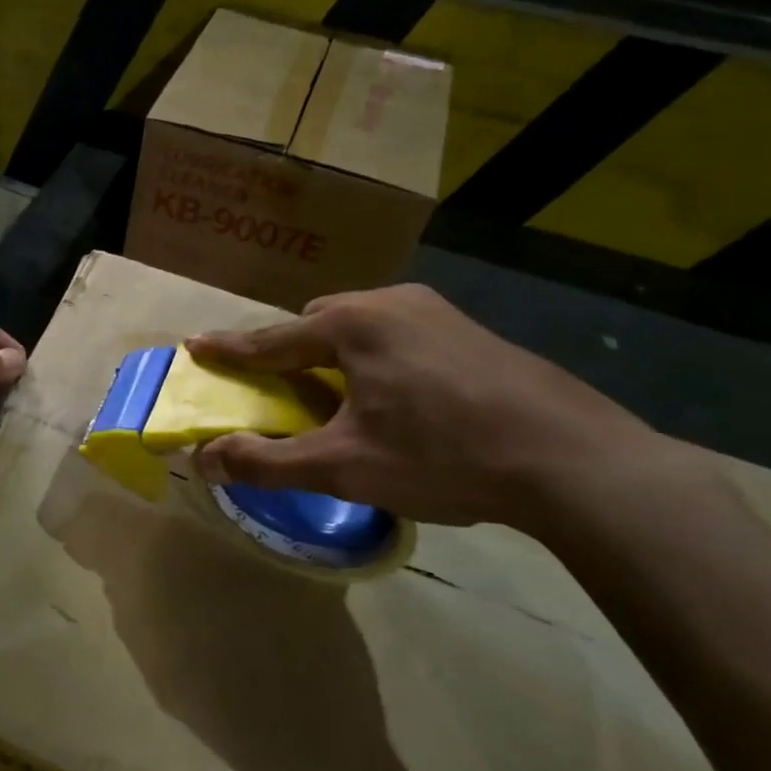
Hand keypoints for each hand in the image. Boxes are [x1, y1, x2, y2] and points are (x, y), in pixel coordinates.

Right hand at [187, 285, 677, 533]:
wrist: (574, 459)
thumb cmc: (445, 456)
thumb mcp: (346, 467)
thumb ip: (269, 462)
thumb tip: (205, 459)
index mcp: (353, 325)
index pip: (272, 339)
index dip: (231, 349)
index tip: (196, 346)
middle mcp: (390, 302)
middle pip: (319, 323)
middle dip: (293, 351)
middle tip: (284, 388)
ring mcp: (437, 311)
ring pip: (363, 325)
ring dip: (338, 354)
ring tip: (344, 396)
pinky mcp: (471, 330)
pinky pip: (400, 333)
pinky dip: (378, 357)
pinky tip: (401, 397)